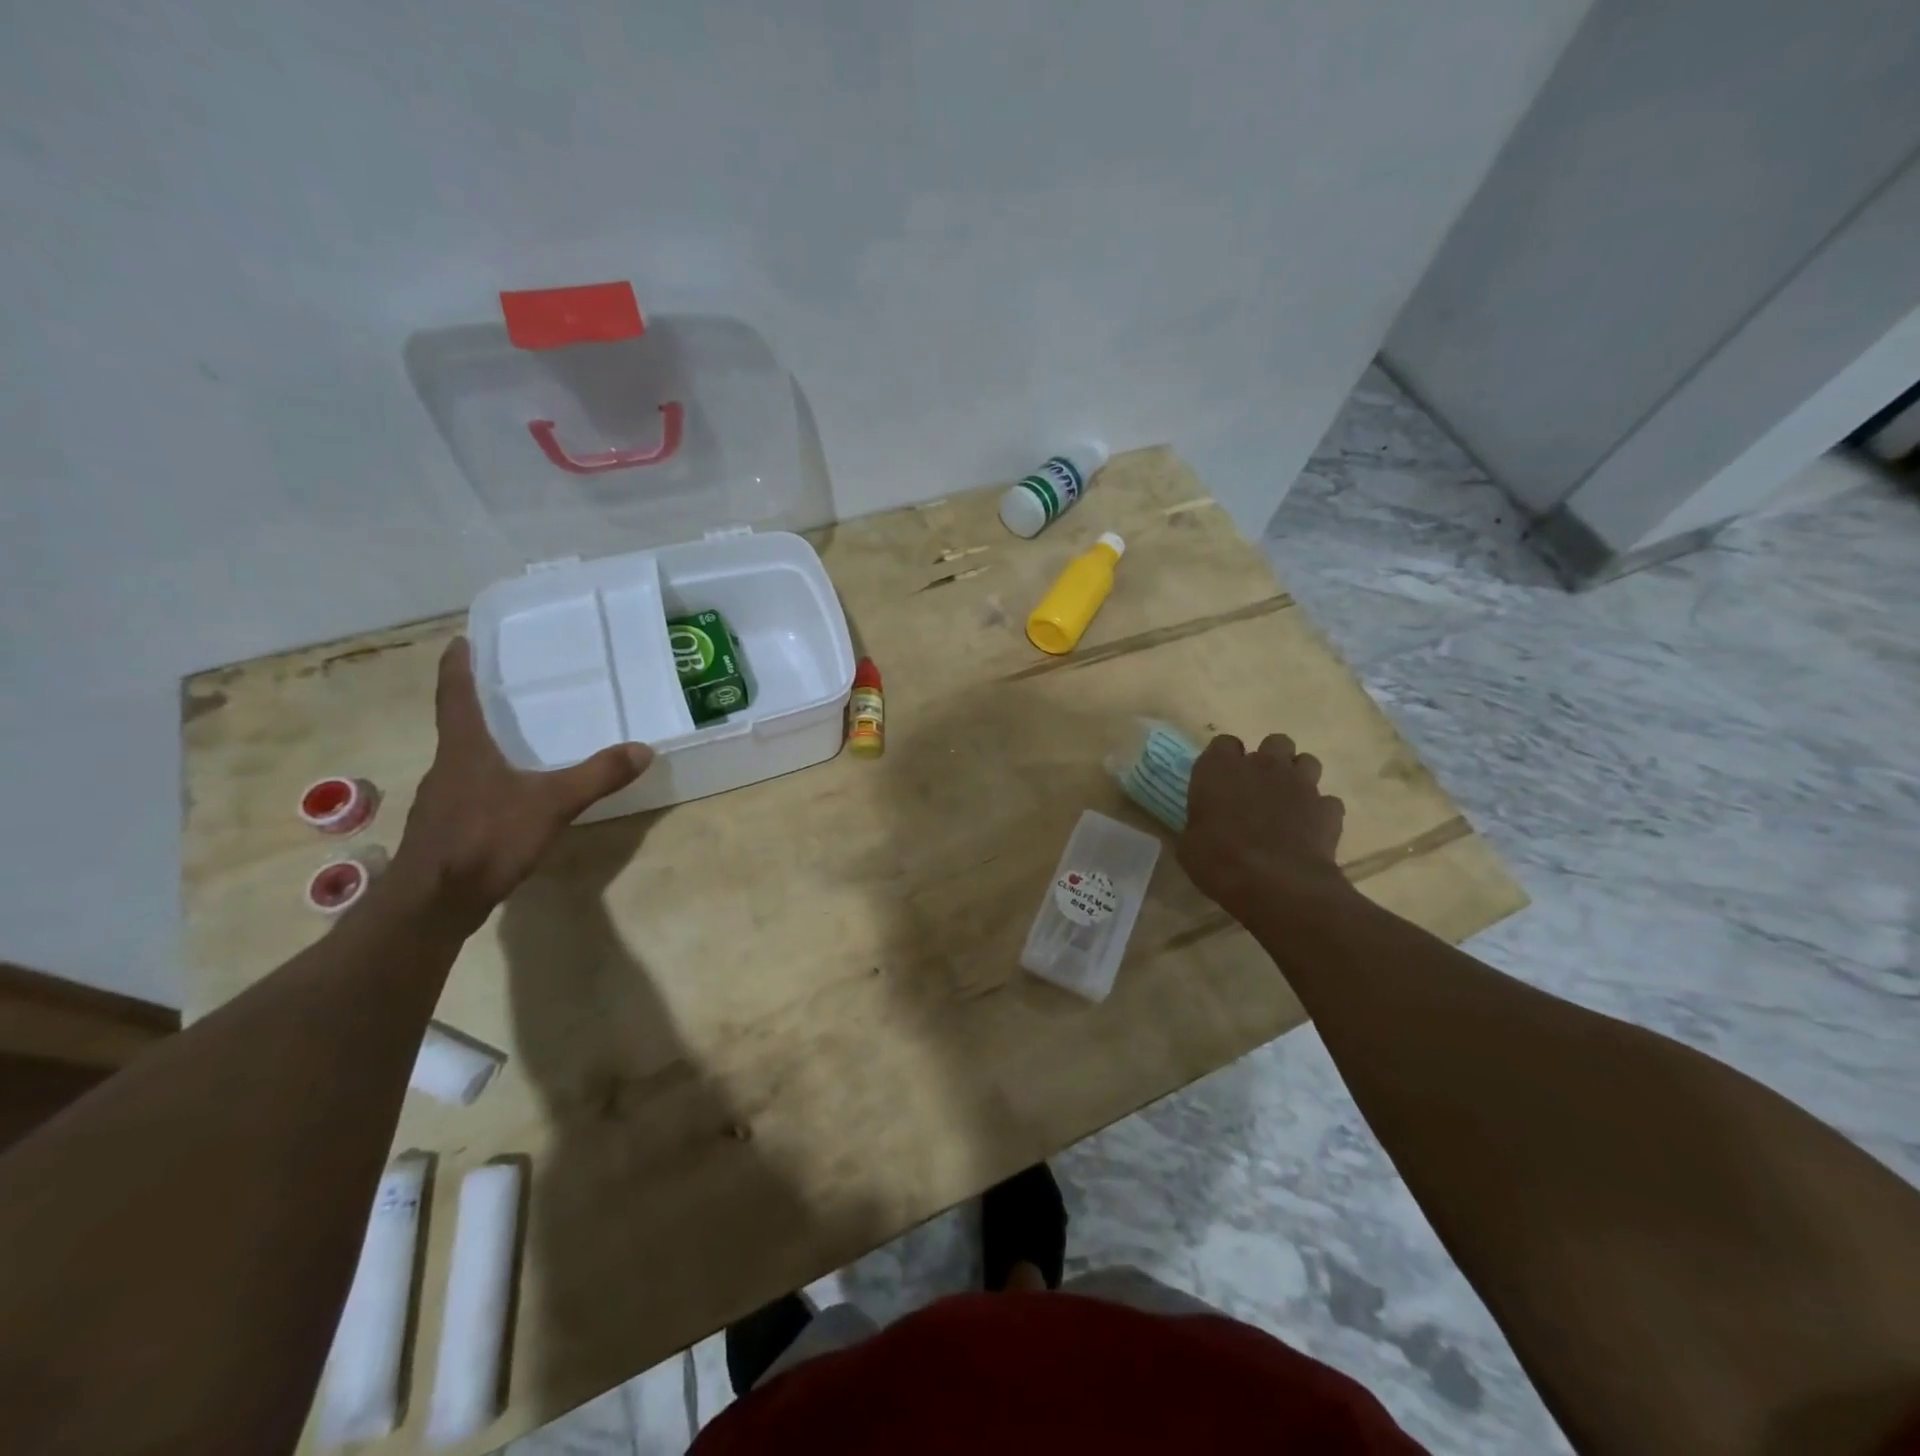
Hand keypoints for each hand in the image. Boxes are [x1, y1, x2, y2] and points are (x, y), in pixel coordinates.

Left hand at [389, 638, 653, 928]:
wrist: (433, 904)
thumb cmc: (485, 839)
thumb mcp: (552, 804)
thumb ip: (598, 776)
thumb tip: (643, 749)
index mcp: (464, 750)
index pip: (455, 697)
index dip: (457, 668)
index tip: (459, 641)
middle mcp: (447, 768)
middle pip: (458, 728)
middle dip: (478, 708)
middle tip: (505, 691)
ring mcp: (442, 802)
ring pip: (464, 763)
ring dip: (483, 748)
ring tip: (515, 743)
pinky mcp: (445, 831)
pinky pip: (469, 793)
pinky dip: (488, 784)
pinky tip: (511, 799)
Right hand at [1177, 734, 1349, 920]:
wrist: (1276, 883)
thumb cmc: (1219, 860)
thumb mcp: (1189, 845)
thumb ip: (1197, 824)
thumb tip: (1200, 828)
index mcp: (1220, 769)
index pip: (1223, 743)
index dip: (1223, 760)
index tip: (1219, 781)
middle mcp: (1262, 766)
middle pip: (1274, 742)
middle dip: (1269, 759)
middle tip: (1258, 787)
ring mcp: (1300, 784)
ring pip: (1307, 761)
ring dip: (1298, 777)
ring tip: (1288, 802)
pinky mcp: (1328, 808)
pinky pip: (1327, 801)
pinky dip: (1319, 812)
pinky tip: (1309, 830)